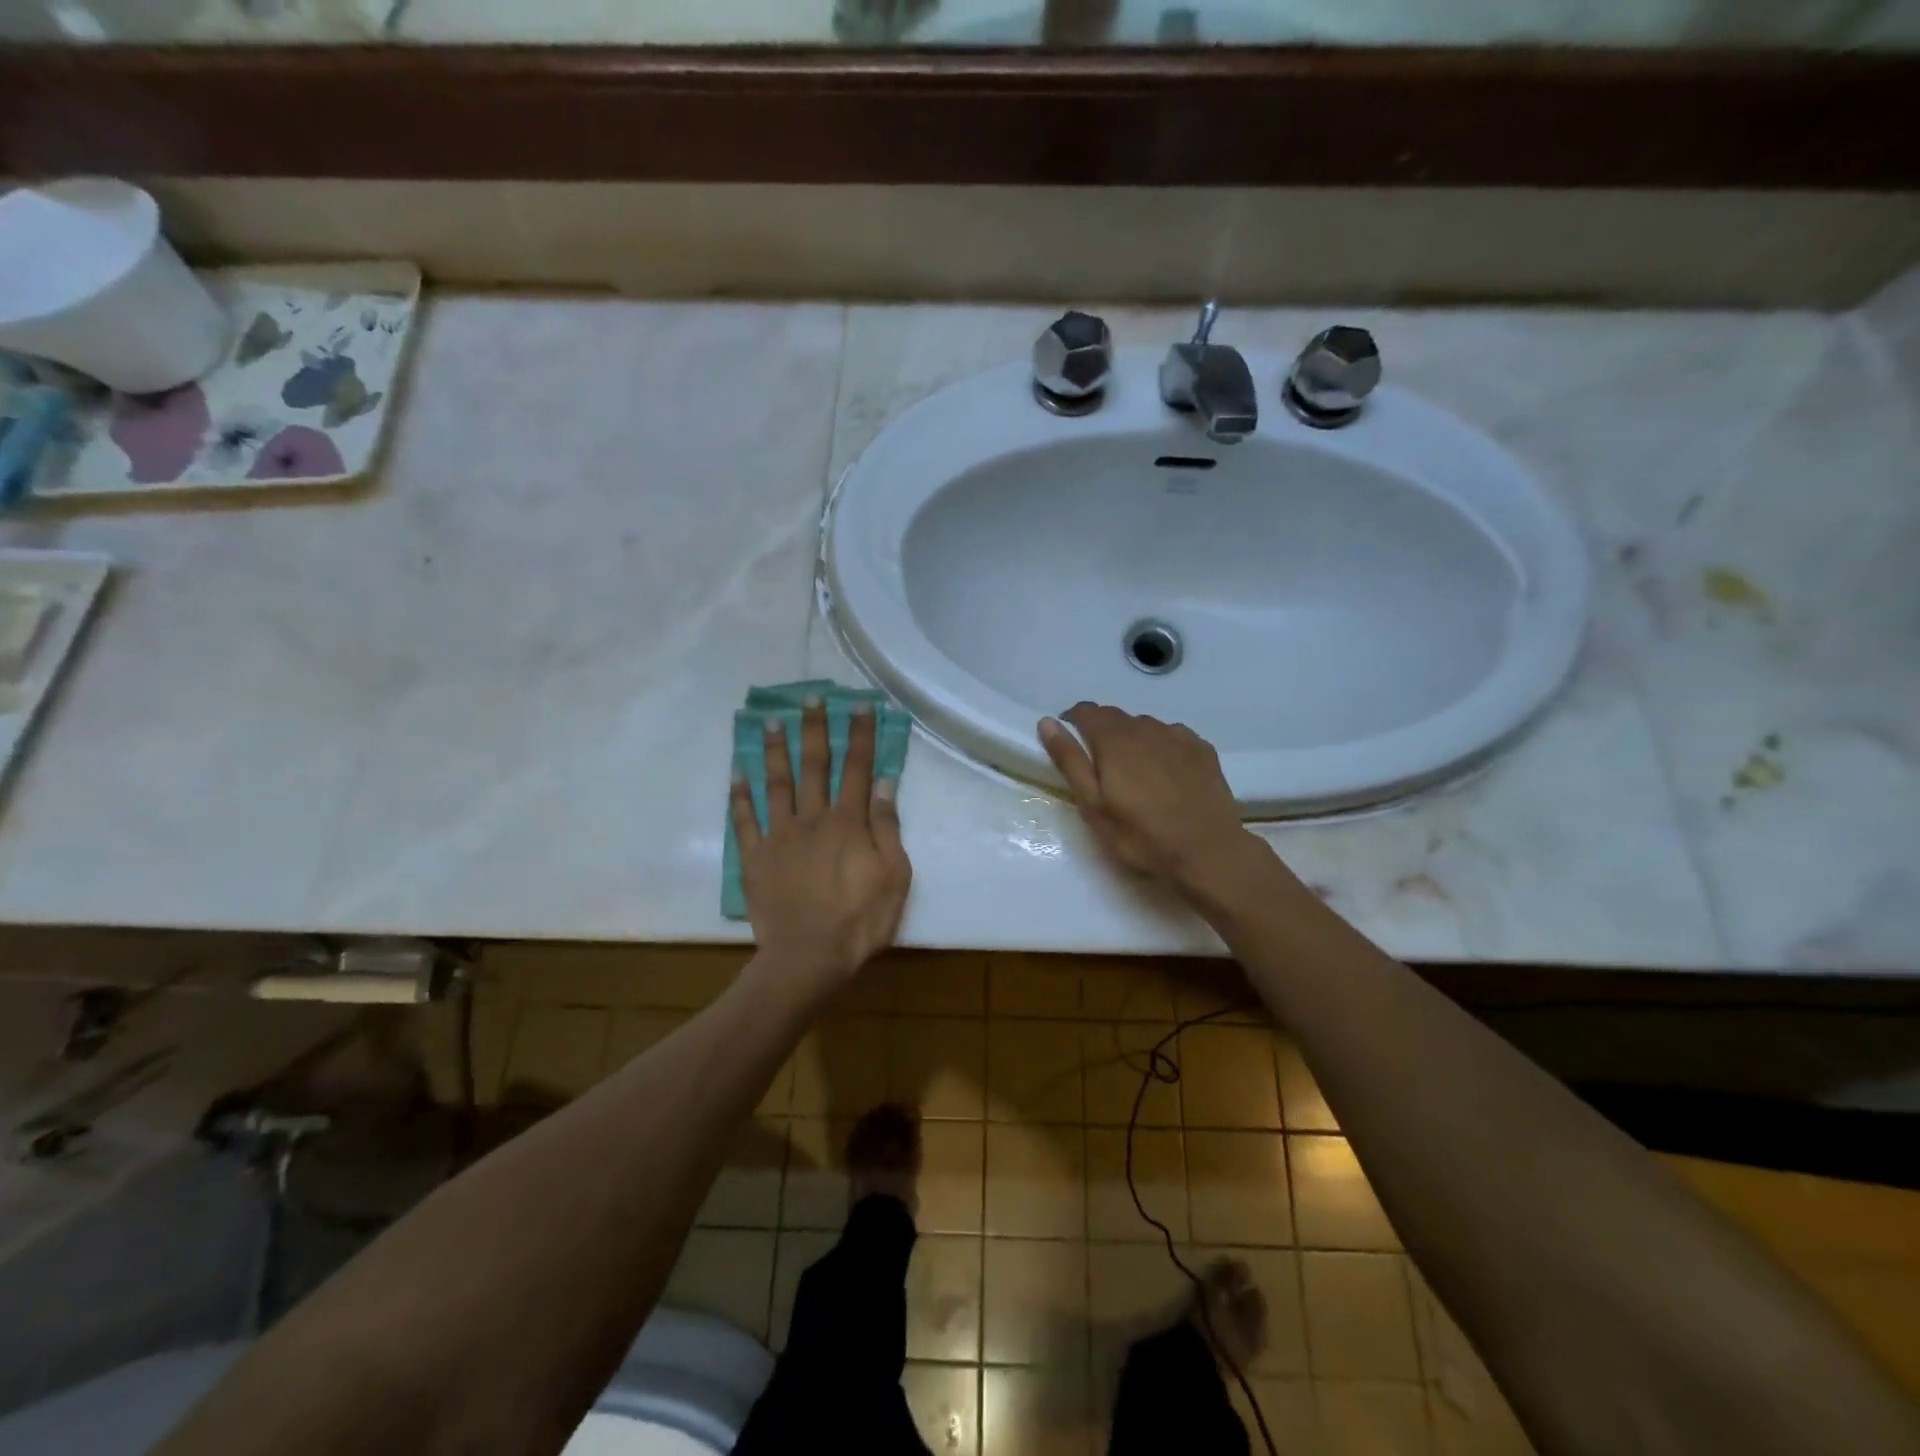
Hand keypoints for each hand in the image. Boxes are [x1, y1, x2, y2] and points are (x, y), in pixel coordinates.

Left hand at [732, 699, 911, 999]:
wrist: (808, 959)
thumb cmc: (860, 921)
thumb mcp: (894, 876)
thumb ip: (886, 827)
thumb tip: (883, 782)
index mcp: (848, 822)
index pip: (857, 768)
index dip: (860, 735)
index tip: (861, 705)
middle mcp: (812, 819)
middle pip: (814, 766)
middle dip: (815, 729)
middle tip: (810, 698)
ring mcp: (779, 837)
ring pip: (776, 784)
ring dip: (775, 751)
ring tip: (771, 722)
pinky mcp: (755, 858)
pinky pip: (744, 821)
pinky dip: (739, 797)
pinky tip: (736, 774)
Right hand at [1038, 703, 1262, 895]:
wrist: (1208, 852)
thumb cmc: (1141, 835)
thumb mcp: (1093, 805)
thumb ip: (1069, 760)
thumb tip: (1047, 722)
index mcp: (1114, 739)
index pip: (1086, 711)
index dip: (1073, 721)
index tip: (1070, 743)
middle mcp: (1145, 727)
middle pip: (1115, 717)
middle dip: (1101, 732)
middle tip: (1101, 768)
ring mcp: (1178, 736)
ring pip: (1145, 726)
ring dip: (1133, 739)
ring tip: (1135, 774)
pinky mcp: (1202, 749)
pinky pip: (1173, 736)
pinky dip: (1161, 747)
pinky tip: (1166, 774)